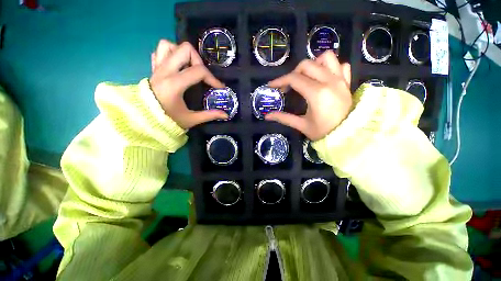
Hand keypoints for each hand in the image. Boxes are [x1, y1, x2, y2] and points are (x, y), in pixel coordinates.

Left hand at [149, 40, 227, 128]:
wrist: (144, 121)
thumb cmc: (168, 121)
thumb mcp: (191, 120)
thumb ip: (210, 115)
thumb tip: (226, 115)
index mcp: (174, 84)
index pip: (198, 71)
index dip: (213, 78)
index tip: (218, 87)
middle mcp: (164, 71)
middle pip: (185, 49)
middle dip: (199, 61)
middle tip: (202, 75)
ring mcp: (157, 68)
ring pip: (169, 45)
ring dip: (183, 54)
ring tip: (189, 68)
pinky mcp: (153, 69)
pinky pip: (160, 51)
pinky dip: (170, 54)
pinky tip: (177, 66)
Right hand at [265, 51, 352, 140]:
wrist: (348, 136)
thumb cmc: (323, 132)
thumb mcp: (301, 125)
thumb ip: (283, 118)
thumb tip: (267, 116)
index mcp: (317, 93)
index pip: (294, 79)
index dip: (280, 81)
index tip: (272, 86)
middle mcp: (329, 81)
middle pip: (307, 65)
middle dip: (293, 73)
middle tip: (288, 86)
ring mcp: (340, 80)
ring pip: (326, 58)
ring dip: (313, 64)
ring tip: (306, 77)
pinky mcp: (347, 82)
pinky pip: (341, 65)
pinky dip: (330, 67)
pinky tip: (323, 77)